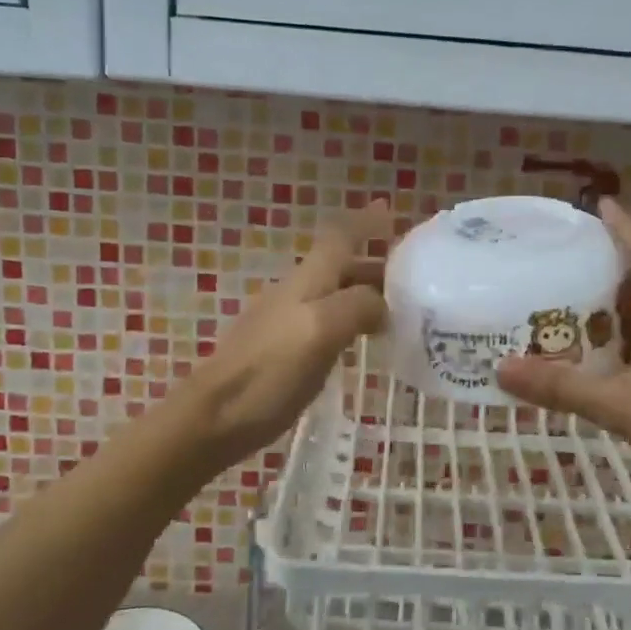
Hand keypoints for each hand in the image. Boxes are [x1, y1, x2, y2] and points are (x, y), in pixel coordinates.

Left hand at [172, 198, 391, 470]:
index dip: (364, 222)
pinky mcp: (285, 352)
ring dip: (367, 294)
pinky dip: (353, 322)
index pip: (339, 237)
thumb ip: (357, 307)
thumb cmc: (269, 371)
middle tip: (416, 279)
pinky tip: (365, 342)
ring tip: (402, 311)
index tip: (390, 211)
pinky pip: (328, 324)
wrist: (214, 418)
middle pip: (341, 266)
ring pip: (335, 295)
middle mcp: (297, 293)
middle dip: (376, 264)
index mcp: (308, 280)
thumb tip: (383, 305)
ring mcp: (288, 322)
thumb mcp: (320, 330)